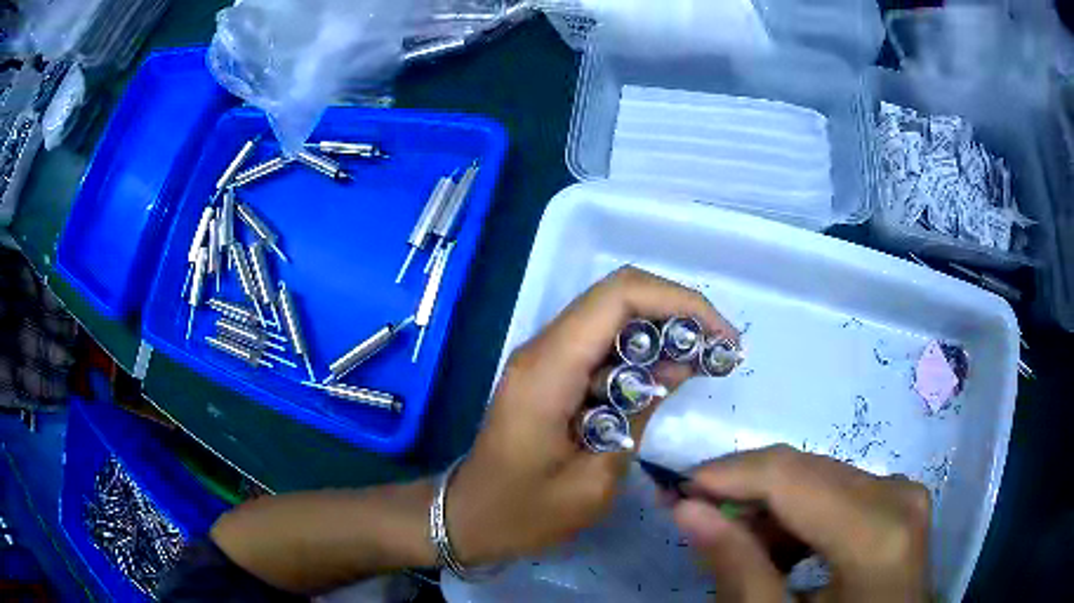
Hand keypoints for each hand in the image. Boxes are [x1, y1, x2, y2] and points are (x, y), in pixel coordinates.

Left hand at [446, 266, 737, 564]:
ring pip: (613, 320)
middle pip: (619, 298)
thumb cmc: (523, 513)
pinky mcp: (550, 376)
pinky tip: (665, 384)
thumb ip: (638, 417)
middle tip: (718, 350)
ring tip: (703, 366)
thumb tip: (675, 370)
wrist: (468, 519)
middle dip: (677, 314)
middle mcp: (544, 349)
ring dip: (661, 334)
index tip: (720, 334)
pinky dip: (640, 357)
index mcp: (549, 369)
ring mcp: (544, 359)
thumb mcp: (593, 480)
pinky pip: (601, 349)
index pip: (619, 297)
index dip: (678, 302)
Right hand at [671, 445, 930, 601]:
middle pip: (806, 472)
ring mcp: (904, 494)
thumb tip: (687, 509)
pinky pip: (840, 492)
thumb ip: (737, 570)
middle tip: (695, 517)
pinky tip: (780, 551)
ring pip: (819, 478)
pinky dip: (800, 516)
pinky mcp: (901, 501)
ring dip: (770, 508)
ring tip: (737, 546)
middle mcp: (897, 495)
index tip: (673, 489)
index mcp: (876, 533)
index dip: (725, 476)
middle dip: (744, 492)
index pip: (791, 476)